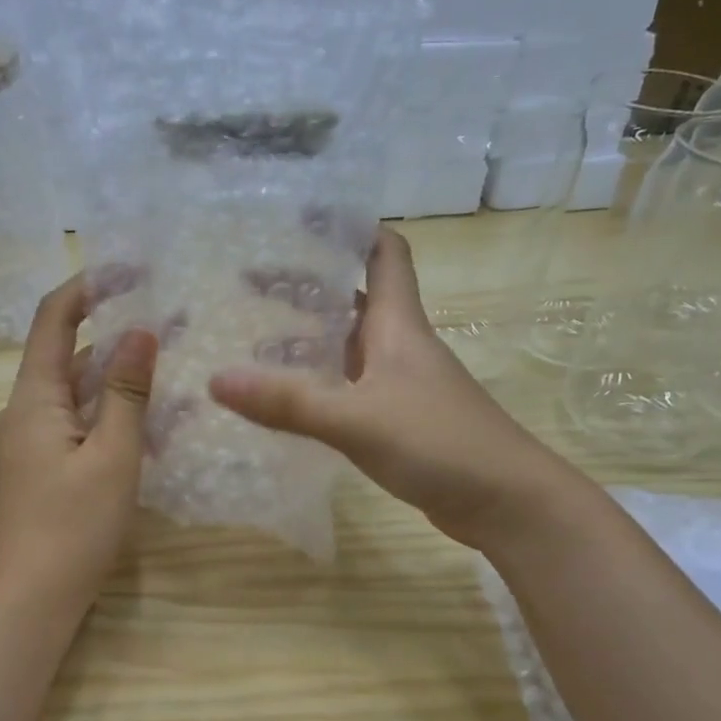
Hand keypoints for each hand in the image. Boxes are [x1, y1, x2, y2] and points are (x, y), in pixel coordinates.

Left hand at [0, 275, 158, 613]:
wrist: (35, 595)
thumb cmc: (74, 524)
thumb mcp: (112, 454)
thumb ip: (127, 392)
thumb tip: (141, 330)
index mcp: (33, 398)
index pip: (53, 320)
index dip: (87, 288)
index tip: (131, 270)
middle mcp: (26, 411)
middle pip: (67, 355)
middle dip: (114, 335)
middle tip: (170, 324)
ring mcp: (33, 440)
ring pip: (77, 392)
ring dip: (116, 378)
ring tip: (169, 366)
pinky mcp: (45, 465)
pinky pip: (79, 422)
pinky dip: (110, 413)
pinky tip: (150, 420)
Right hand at [209, 228, 575, 550]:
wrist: (505, 502)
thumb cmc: (439, 443)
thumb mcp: (357, 419)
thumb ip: (289, 402)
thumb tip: (215, 380)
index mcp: (397, 326)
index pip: (384, 254)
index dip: (352, 228)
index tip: (304, 217)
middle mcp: (399, 346)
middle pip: (352, 299)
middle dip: (307, 285)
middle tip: (248, 281)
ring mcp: (400, 385)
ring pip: (348, 346)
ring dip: (309, 337)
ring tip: (252, 335)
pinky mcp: (398, 421)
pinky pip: (349, 388)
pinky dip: (318, 384)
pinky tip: (285, 398)